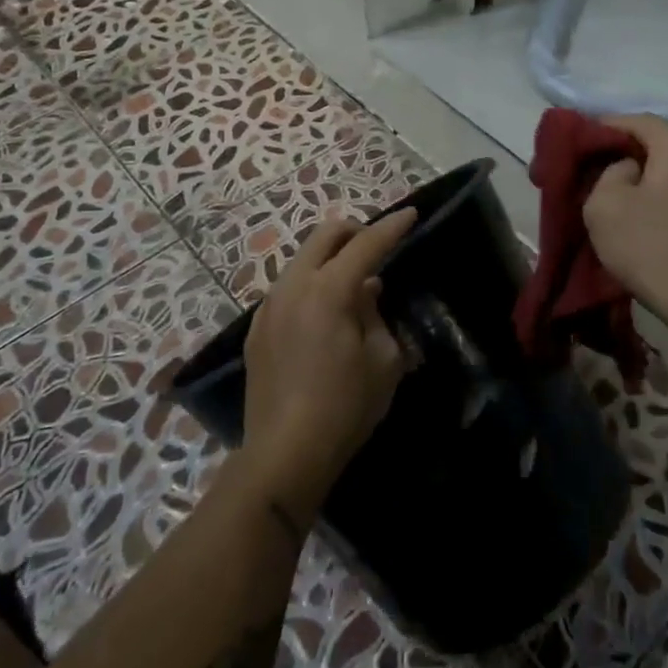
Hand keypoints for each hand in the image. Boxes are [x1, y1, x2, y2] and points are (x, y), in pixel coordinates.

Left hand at [240, 209, 416, 518]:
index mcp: (328, 290)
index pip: (366, 245)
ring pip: (302, 260)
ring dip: (330, 259)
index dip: (392, 227)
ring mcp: (268, 307)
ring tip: (353, 285)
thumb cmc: (345, 407)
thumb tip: (367, 291)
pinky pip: (288, 289)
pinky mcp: (256, 329)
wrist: (284, 453)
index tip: (411, 213)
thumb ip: (377, 315)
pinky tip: (324, 314)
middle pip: (324, 235)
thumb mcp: (383, 360)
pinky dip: (311, 285)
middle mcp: (293, 287)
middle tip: (377, 246)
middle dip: (354, 231)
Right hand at [583, 115, 667, 328]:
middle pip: (666, 142)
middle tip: (606, 171)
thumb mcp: (603, 206)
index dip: (605, 129)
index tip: (583, 144)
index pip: (636, 121)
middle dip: (635, 153)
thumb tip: (631, 170)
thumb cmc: (653, 249)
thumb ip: (609, 173)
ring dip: (661, 176)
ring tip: (636, 196)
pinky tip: (665, 219)